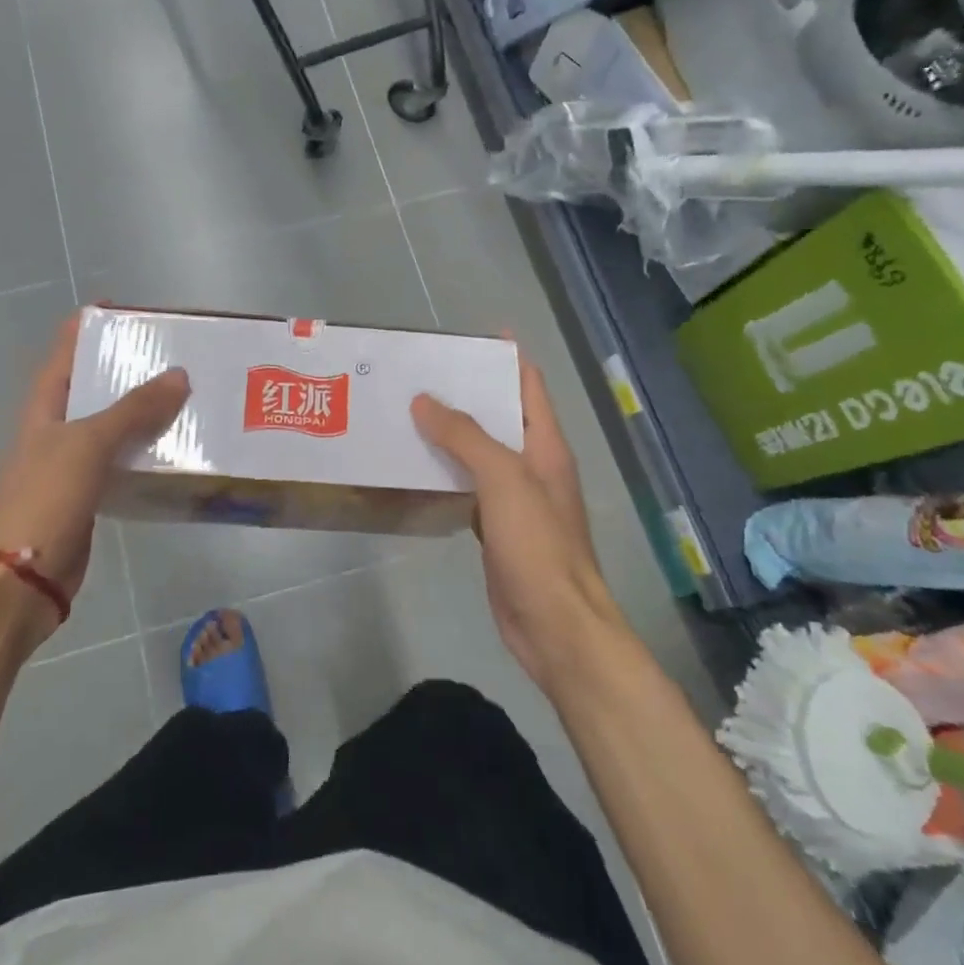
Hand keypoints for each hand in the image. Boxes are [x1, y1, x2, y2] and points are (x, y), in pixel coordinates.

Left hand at [0, 316, 189, 643]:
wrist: (22, 581)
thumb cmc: (45, 500)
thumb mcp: (88, 445)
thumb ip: (133, 410)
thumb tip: (179, 375)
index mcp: (45, 407)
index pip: (65, 352)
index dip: (88, 326)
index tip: (125, 308)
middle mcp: (57, 429)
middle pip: (93, 386)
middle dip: (128, 368)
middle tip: (174, 353)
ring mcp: (72, 463)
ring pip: (113, 425)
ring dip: (143, 410)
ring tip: (187, 394)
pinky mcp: (90, 494)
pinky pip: (122, 460)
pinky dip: (146, 449)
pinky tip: (176, 446)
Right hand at [411, 352, 624, 689]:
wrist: (555, 627)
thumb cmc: (538, 545)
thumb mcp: (504, 480)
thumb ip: (465, 437)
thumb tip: (425, 400)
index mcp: (546, 446)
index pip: (529, 385)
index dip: (506, 357)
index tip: (470, 337)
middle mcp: (533, 466)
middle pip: (501, 416)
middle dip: (466, 393)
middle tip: (420, 375)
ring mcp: (515, 499)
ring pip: (480, 453)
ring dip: (451, 434)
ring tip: (408, 412)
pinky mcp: (497, 528)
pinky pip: (468, 487)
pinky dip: (446, 472)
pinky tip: (416, 467)